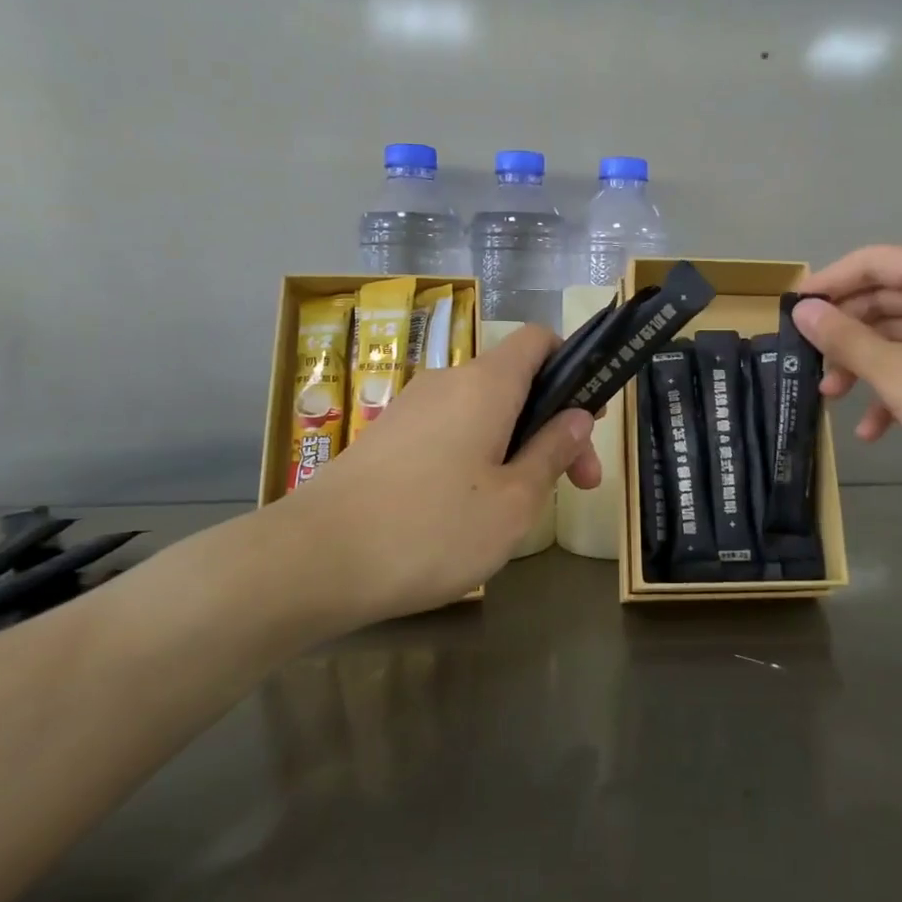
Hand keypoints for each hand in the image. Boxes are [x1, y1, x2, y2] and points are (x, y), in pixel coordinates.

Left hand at [264, 325, 599, 625]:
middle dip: (554, 424)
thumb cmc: (432, 529)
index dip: (574, 366)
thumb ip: (553, 451)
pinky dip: (477, 456)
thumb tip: (578, 416)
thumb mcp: (514, 501)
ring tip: (522, 505)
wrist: (312, 561)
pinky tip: (470, 510)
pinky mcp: (385, 438)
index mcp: (486, 383)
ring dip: (517, 445)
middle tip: (578, 485)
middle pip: (517, 382)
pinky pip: (449, 431)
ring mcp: (411, 409)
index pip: (539, 339)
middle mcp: (447, 382)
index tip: (589, 419)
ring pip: (483, 411)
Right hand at [794, 246, 901, 496]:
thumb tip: (801, 310)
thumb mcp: (897, 373)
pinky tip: (874, 429)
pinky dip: (898, 389)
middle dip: (845, 335)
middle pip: (885, 300)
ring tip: (832, 399)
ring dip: (866, 366)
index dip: (828, 284)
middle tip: (809, 363)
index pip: (873, 262)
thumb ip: (844, 338)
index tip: (791, 311)